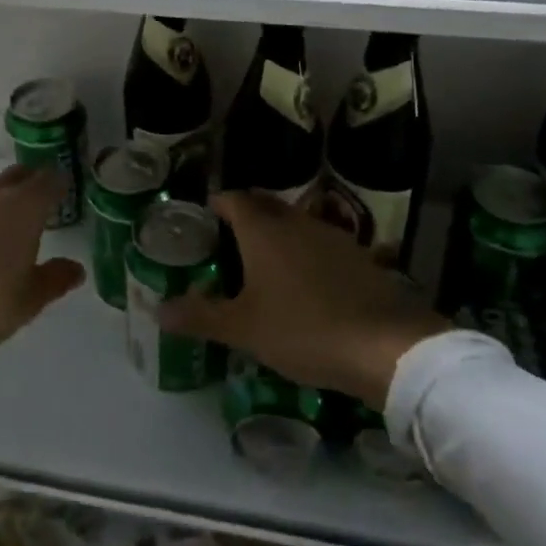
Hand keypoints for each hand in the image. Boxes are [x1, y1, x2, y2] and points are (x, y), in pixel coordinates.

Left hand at [0, 165, 85, 347]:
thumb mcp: (31, 297)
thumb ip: (56, 278)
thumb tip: (77, 268)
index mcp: (26, 207)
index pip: (49, 180)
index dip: (60, 182)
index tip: (66, 187)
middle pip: (19, 175)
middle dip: (33, 180)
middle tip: (42, 194)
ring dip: (5, 195)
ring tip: (11, 215)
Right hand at [156, 191, 448, 408]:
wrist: (387, 346)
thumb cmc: (304, 329)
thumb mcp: (244, 329)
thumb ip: (200, 317)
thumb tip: (158, 309)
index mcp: (263, 229)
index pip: (232, 198)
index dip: (216, 204)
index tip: (203, 220)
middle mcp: (296, 221)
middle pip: (264, 206)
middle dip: (244, 217)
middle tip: (227, 243)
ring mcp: (331, 236)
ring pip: (294, 224)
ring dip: (277, 235)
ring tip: (262, 265)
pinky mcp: (359, 257)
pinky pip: (320, 245)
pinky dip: (305, 255)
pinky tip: (305, 286)